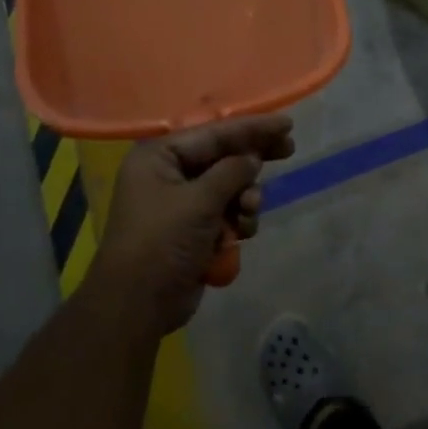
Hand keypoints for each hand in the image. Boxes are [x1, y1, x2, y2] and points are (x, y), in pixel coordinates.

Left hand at [88, 115, 294, 336]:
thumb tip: (253, 158)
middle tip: (289, 150)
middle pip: (223, 157)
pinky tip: (240, 234)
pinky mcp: (194, 230)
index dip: (252, 127)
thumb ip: (232, 171)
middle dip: (253, 160)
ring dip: (245, 199)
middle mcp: (168, 174)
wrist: (138, 304)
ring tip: (248, 212)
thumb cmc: (163, 242)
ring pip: (230, 188)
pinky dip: (237, 221)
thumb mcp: (200, 201)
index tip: (287, 123)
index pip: (213, 133)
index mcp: (159, 157)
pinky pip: (227, 213)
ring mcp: (181, 204)